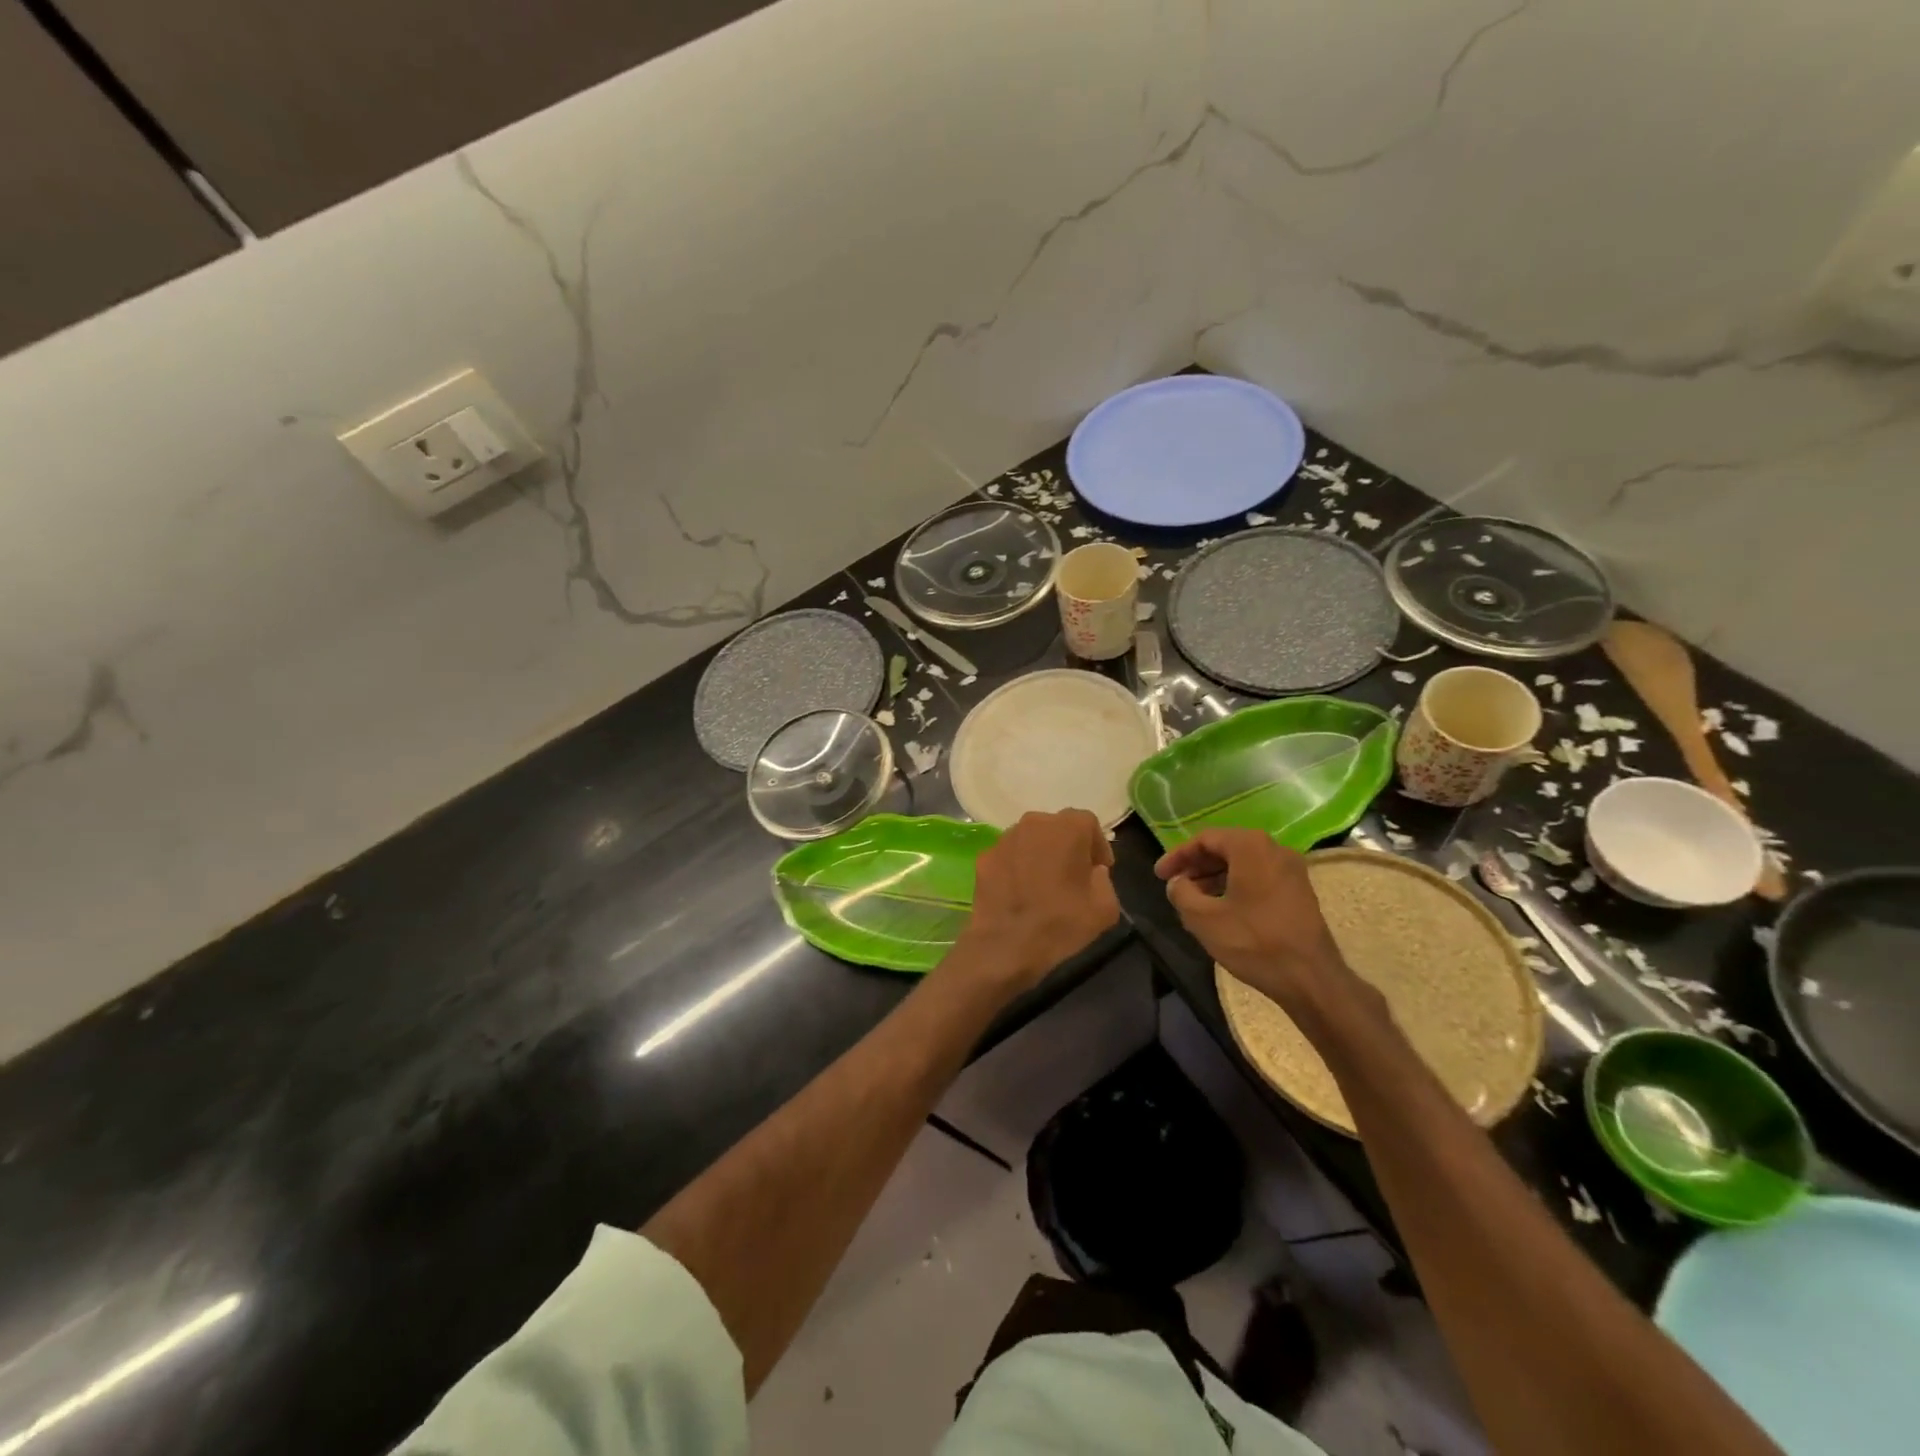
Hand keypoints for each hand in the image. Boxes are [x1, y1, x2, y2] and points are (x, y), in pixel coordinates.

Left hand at [954, 810, 1120, 994]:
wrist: (1005, 945)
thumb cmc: (1060, 923)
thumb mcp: (1105, 907)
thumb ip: (1104, 879)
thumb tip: (1092, 872)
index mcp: (1067, 828)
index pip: (1088, 823)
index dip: (1097, 846)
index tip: (1099, 870)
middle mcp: (1033, 823)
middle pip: (1057, 827)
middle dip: (1068, 846)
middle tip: (1073, 875)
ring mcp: (1004, 839)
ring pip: (1030, 839)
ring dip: (1041, 854)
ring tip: (1044, 884)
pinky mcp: (984, 857)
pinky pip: (1009, 856)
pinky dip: (1017, 867)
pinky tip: (1019, 892)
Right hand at [1155, 829, 1352, 1014]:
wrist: (1310, 978)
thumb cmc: (1253, 942)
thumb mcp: (1203, 918)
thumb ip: (1181, 892)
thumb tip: (1177, 883)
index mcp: (1250, 846)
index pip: (1205, 839)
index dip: (1178, 856)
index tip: (1159, 875)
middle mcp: (1274, 849)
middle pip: (1225, 847)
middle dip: (1196, 865)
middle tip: (1175, 884)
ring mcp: (1291, 870)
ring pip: (1243, 863)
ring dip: (1215, 876)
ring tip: (1193, 898)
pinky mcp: (1299, 891)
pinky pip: (1259, 876)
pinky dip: (1235, 884)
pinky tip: (1222, 907)